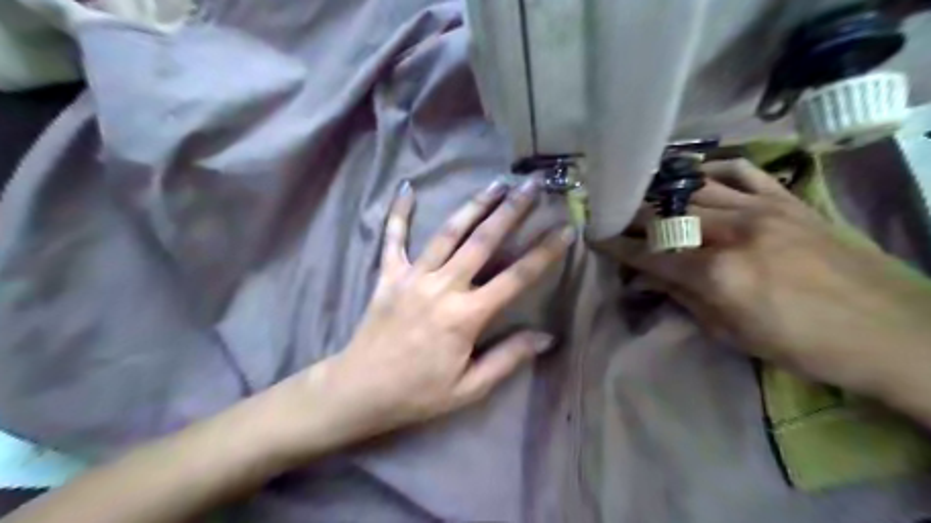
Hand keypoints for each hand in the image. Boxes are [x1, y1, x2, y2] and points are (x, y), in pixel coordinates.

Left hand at [293, 180, 571, 449]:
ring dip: (474, 205)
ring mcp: (413, 276)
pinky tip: (406, 187)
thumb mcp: (469, 388)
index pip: (515, 278)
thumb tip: (547, 337)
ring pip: (448, 232)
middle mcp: (442, 287)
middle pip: (483, 241)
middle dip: (511, 211)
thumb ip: (508, 358)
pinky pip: (393, 238)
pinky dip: (399, 213)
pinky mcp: (388, 275)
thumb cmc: (418, 393)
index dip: (544, 253)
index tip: (565, 229)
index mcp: (466, 316)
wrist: (360, 390)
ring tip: (495, 182)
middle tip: (531, 185)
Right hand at [617, 160, 930, 407]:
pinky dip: (710, 171)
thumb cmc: (803, 345)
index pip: (650, 253)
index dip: (617, 246)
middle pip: (666, 215)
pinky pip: (739, 171)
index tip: (595, 237)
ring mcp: (762, 209)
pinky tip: (693, 179)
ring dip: (661, 193)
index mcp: (717, 274)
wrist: (893, 331)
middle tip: (613, 216)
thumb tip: (647, 279)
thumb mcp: (731, 333)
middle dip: (632, 216)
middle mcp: (733, 232)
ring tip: (642, 197)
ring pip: (694, 189)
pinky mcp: (787, 199)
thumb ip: (683, 297)